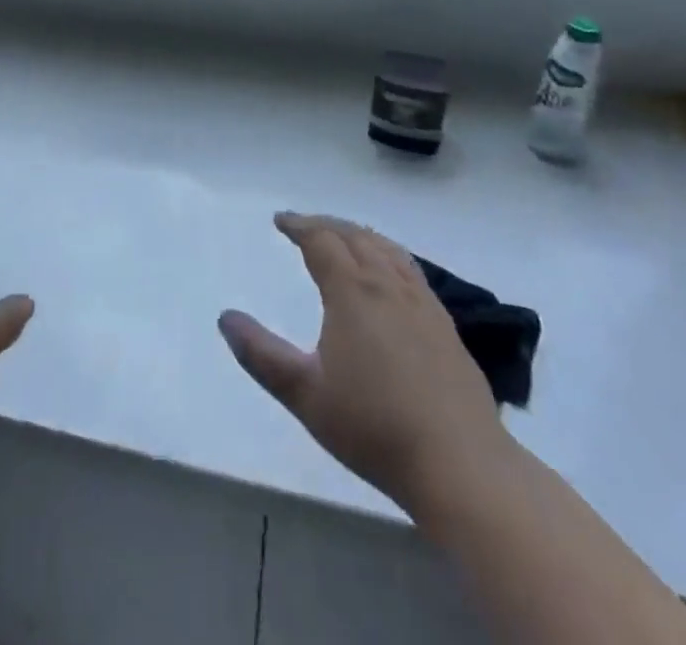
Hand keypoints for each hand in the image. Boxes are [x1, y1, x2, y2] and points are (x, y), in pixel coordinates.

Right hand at [218, 212, 505, 519]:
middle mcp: (388, 284)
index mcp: (353, 292)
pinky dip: (388, 254)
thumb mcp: (305, 395)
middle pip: (355, 236)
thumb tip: (225, 318)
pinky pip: (410, 268)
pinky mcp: (445, 324)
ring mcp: (422, 302)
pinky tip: (389, 275)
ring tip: (343, 238)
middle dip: (326, 224)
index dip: (298, 225)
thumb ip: (261, 355)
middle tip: (304, 225)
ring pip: (386, 248)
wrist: (460, 464)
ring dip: (359, 234)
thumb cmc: (374, 427)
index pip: (321, 240)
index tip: (280, 220)